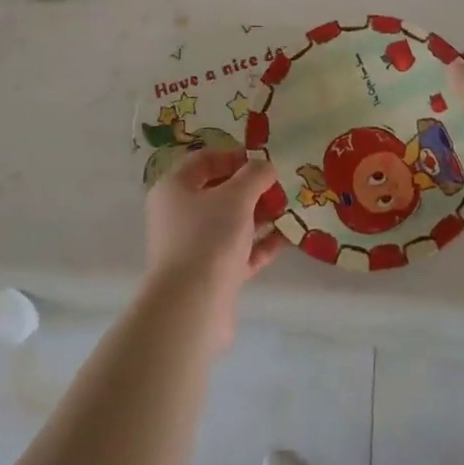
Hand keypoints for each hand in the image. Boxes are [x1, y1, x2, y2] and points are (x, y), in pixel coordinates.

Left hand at [143, 148, 281, 347]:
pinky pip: (238, 252)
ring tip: (289, 210)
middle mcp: (179, 215)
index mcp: (174, 189)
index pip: (204, 161)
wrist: (192, 307)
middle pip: (218, 192)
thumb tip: (265, 166)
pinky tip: (286, 239)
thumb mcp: (237, 197)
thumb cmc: (209, 238)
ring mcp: (194, 247)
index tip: (263, 160)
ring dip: (259, 215)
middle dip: (252, 188)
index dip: (234, 156)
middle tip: (281, 186)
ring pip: (230, 223)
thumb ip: (255, 175)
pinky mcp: (210, 275)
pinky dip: (260, 244)